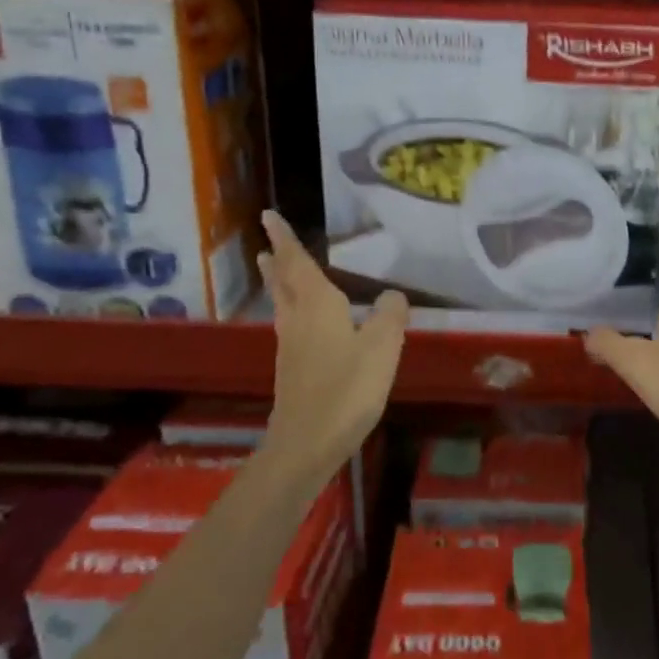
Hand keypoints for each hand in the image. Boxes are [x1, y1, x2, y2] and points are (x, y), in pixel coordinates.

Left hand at [259, 211, 407, 488]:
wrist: (307, 443)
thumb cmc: (347, 388)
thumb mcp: (383, 346)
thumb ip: (390, 314)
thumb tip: (392, 295)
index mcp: (318, 306)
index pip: (298, 263)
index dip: (285, 239)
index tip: (268, 216)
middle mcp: (298, 319)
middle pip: (283, 282)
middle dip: (277, 259)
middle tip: (267, 241)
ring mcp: (291, 346)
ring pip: (282, 303)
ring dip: (278, 282)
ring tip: (273, 268)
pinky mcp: (292, 369)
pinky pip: (289, 323)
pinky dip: (289, 307)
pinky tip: (300, 318)